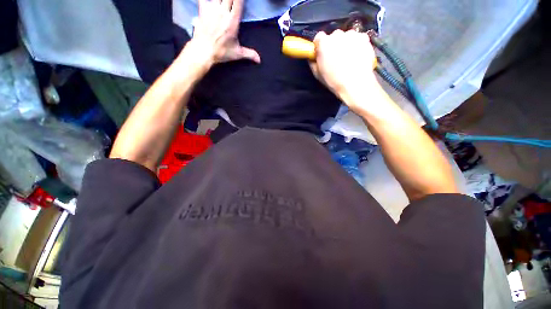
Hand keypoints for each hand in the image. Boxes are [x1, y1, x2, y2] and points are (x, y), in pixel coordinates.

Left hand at [183, 0, 260, 68]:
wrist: (204, 51)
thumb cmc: (221, 52)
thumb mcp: (237, 53)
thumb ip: (249, 54)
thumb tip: (259, 60)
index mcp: (233, 21)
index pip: (238, 1)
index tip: (241, 1)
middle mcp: (223, 12)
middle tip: (233, 2)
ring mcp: (212, 9)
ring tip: (225, 2)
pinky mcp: (202, 9)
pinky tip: (210, 2)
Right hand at [309, 30, 380, 111]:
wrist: (355, 83)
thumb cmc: (334, 80)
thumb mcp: (318, 75)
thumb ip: (313, 63)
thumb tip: (312, 58)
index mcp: (324, 43)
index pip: (319, 37)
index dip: (320, 45)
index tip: (322, 53)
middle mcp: (337, 34)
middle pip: (334, 36)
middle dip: (334, 45)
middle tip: (336, 58)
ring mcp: (352, 35)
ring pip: (346, 37)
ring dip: (346, 44)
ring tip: (348, 58)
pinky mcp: (364, 37)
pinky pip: (358, 39)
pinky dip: (357, 45)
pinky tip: (357, 56)